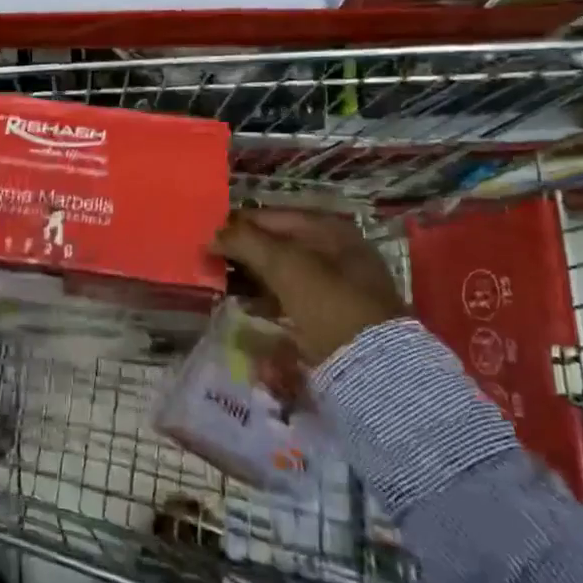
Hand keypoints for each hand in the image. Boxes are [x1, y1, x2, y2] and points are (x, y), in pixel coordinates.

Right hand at [212, 208, 406, 364]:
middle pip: (279, 244)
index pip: (274, 216)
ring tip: (222, 284)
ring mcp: (338, 287)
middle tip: (212, 260)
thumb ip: (245, 241)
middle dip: (245, 252)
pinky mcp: (334, 318)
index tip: (210, 234)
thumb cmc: (328, 301)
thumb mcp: (284, 264)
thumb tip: (213, 234)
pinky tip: (247, 309)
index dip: (240, 223)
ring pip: (284, 274)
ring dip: (253, 277)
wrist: (372, 366)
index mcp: (330, 229)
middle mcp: (337, 252)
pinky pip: (292, 301)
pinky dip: (268, 302)